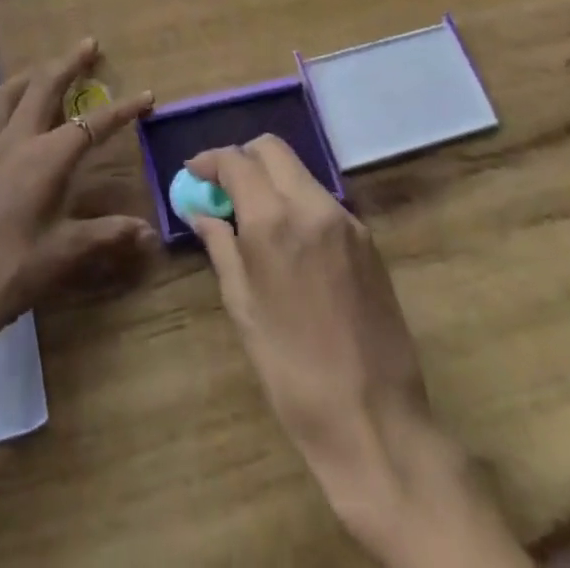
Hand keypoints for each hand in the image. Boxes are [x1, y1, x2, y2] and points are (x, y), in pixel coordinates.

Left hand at [0, 39, 154, 403]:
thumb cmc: (11, 270)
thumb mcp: (65, 253)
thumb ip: (108, 234)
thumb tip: (148, 232)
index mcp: (46, 158)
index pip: (92, 123)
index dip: (123, 109)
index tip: (147, 95)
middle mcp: (16, 139)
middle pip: (45, 85)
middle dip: (70, 62)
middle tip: (89, 44)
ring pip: (9, 91)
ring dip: (32, 74)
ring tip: (47, 70)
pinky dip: (5, 100)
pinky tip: (9, 113)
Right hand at [187, 138, 527, 567]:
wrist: (375, 420)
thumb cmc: (292, 370)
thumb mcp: (243, 307)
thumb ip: (221, 247)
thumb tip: (202, 213)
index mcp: (274, 220)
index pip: (236, 161)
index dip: (210, 161)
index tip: (194, 174)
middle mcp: (312, 205)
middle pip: (272, 149)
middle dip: (242, 158)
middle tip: (223, 188)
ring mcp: (346, 220)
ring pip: (300, 172)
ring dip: (271, 179)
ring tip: (253, 216)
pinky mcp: (368, 240)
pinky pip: (322, 201)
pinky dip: (297, 202)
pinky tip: (289, 240)